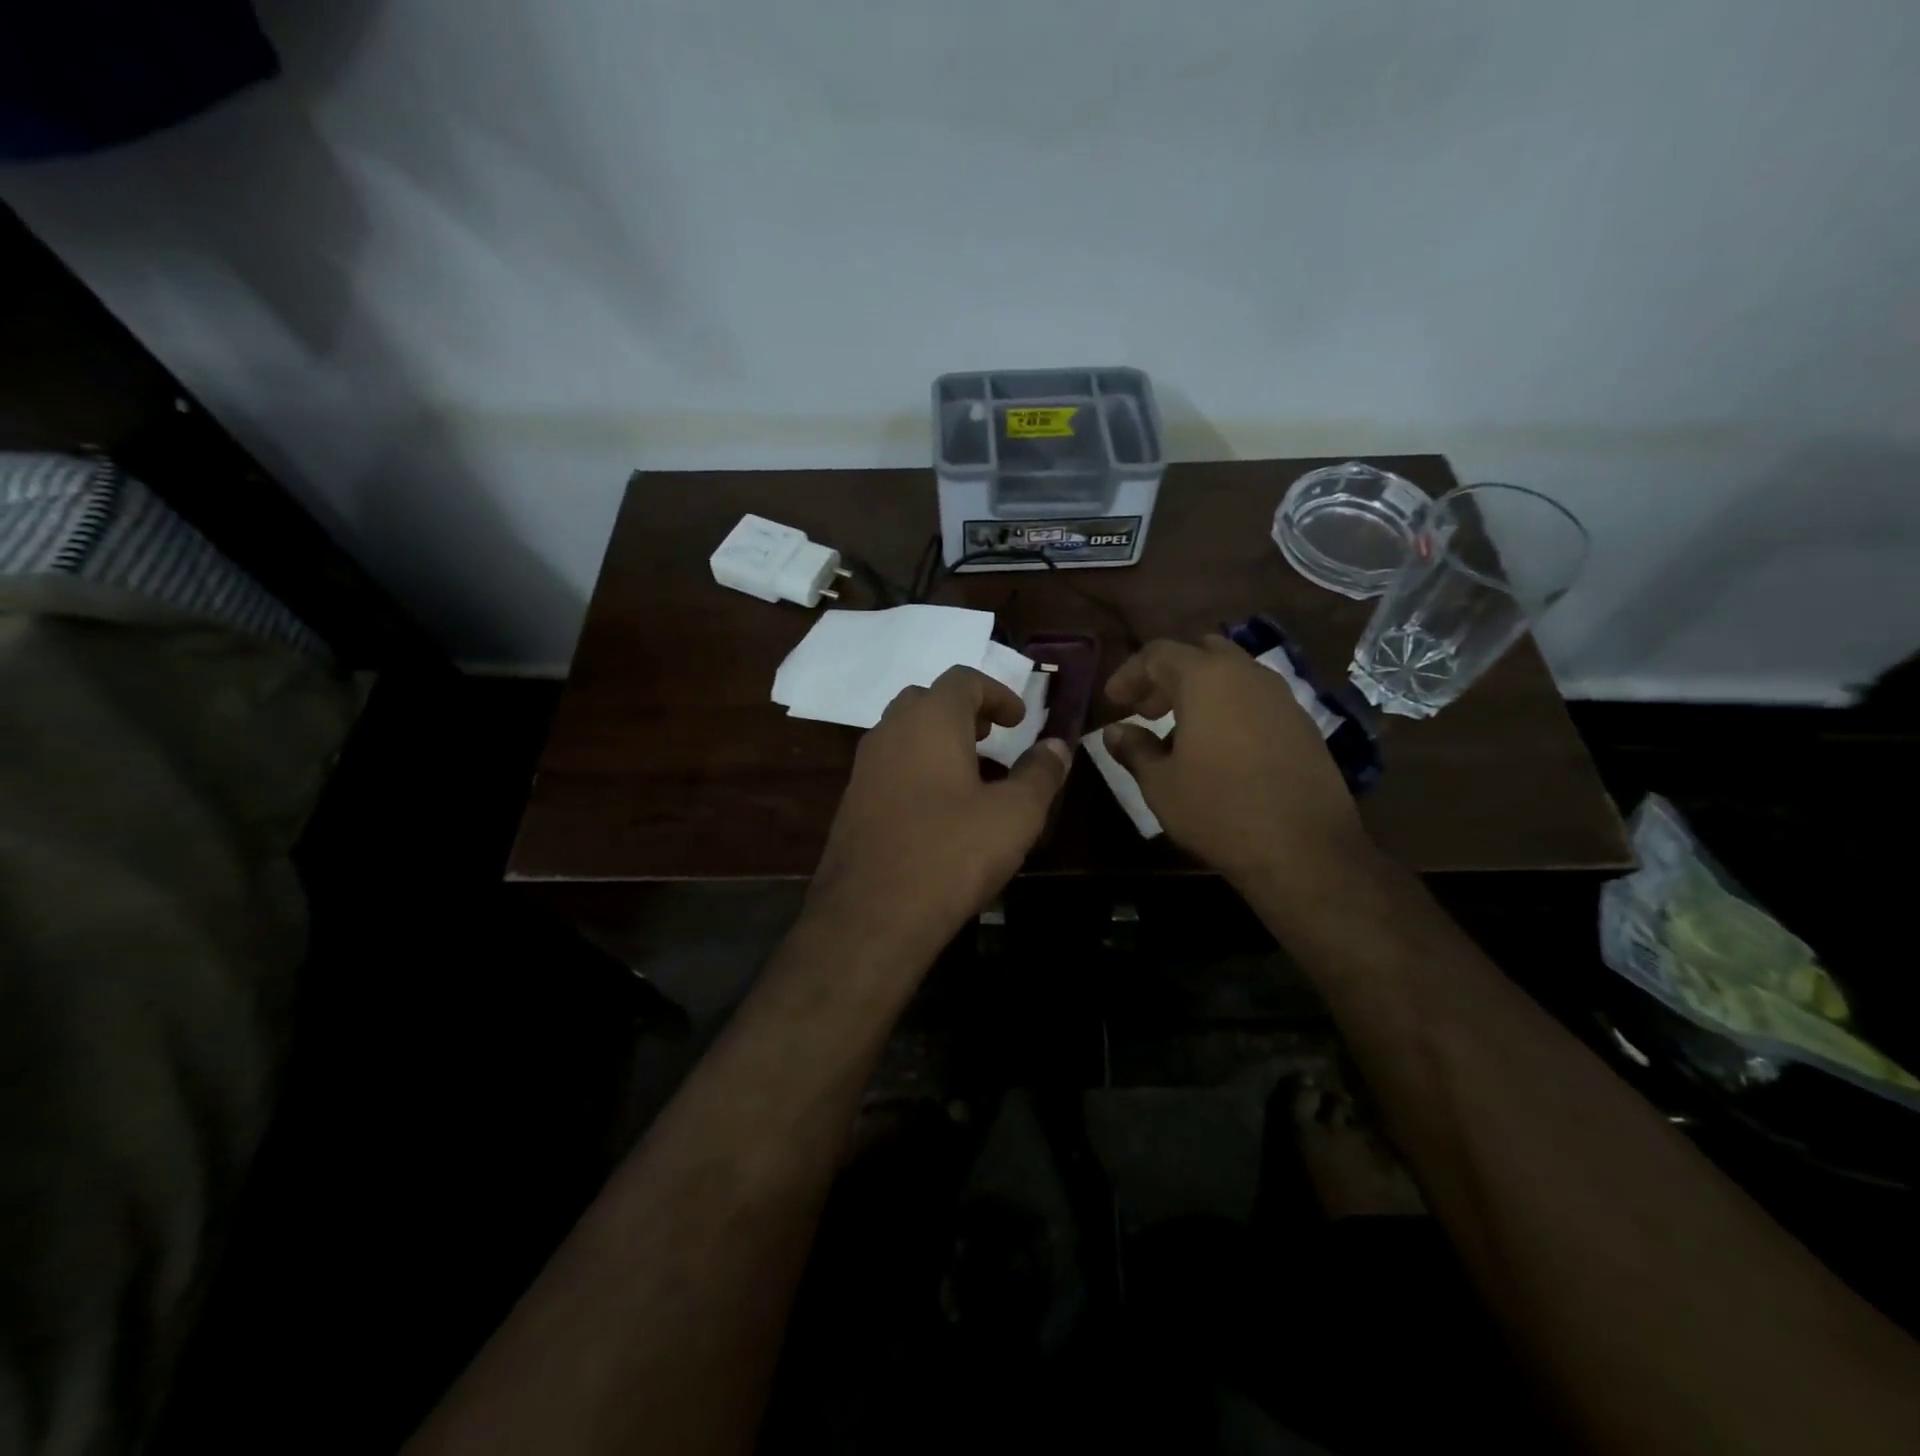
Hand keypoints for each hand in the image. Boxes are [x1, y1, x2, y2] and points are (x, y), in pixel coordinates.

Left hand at [808, 665, 1070, 961]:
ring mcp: (864, 767)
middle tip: (993, 737)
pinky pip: (889, 766)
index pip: (963, 680)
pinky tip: (939, 810)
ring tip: (972, 774)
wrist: (872, 914)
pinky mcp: (851, 802)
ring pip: (904, 733)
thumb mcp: (1015, 815)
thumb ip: (1040, 773)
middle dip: (964, 712)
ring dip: (939, 740)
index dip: (997, 693)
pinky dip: (917, 768)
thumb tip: (1057, 745)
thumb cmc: (952, 853)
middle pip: (927, 700)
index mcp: (930, 720)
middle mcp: (890, 731)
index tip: (1020, 720)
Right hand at [1102, 636, 1368, 886]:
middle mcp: (1247, 674)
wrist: (1304, 849)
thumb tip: (1115, 731)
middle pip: (1200, 653)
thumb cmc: (1218, 810)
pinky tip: (1218, 749)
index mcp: (1206, 678)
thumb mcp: (1160, 783)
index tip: (1113, 702)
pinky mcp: (1303, 724)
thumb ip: (1134, 748)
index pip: (1158, 653)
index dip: (1129, 673)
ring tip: (1178, 731)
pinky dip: (1229, 709)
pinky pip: (1256, 699)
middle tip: (1146, 710)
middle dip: (1167, 675)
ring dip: (1200, 692)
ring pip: (1232, 674)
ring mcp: (1282, 697)